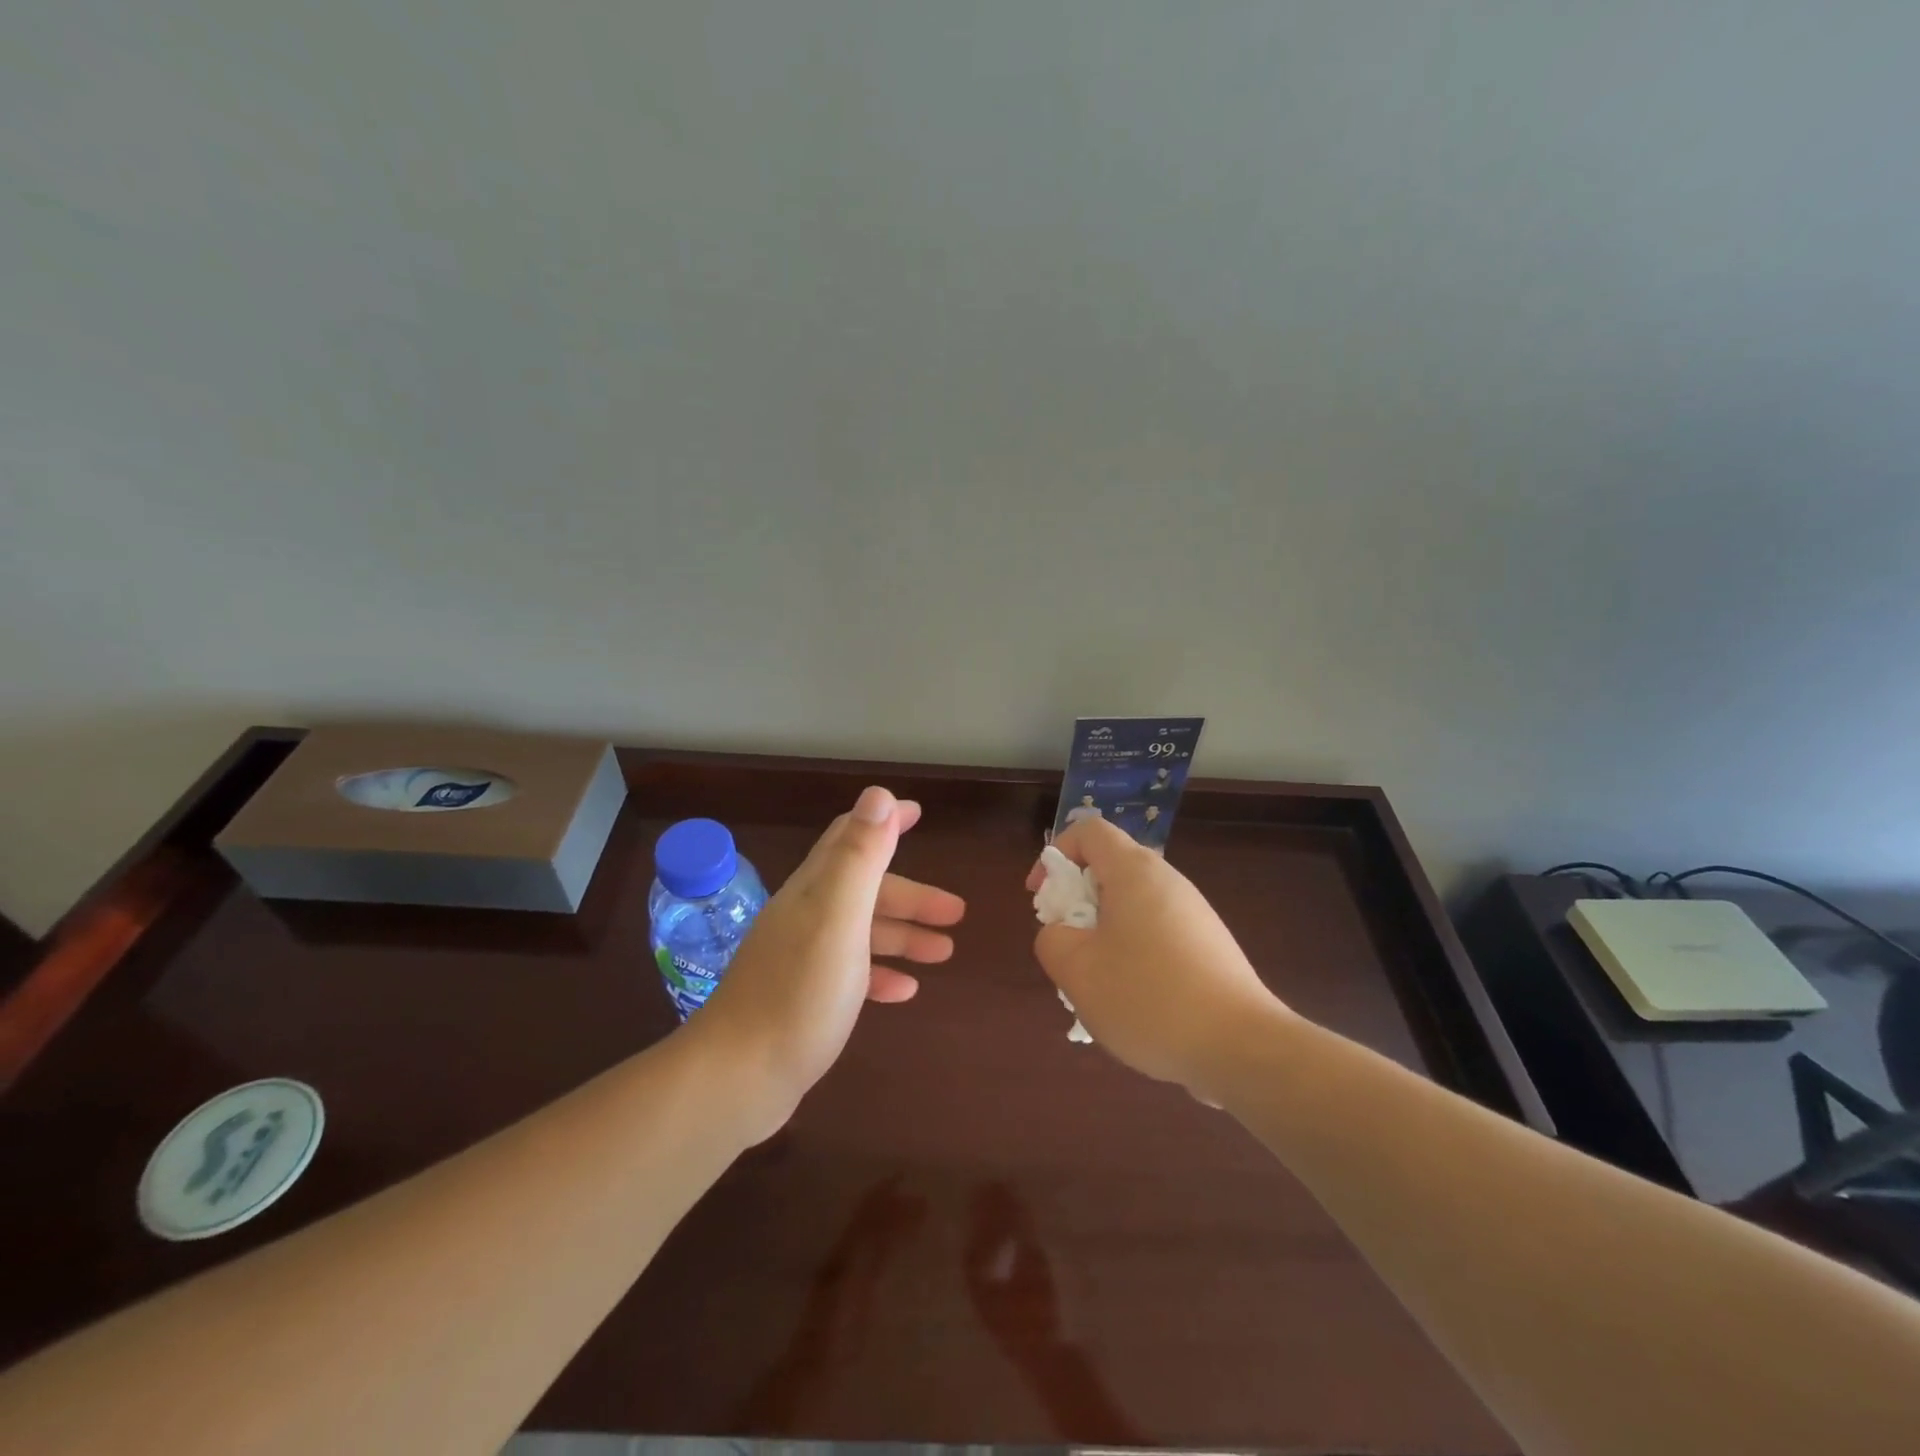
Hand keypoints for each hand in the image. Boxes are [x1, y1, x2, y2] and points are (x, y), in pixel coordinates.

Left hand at [692, 786, 965, 1131]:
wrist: (738, 1078)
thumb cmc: (799, 993)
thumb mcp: (838, 917)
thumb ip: (860, 856)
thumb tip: (878, 794)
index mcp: (814, 890)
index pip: (850, 837)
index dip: (884, 821)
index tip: (918, 813)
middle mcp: (805, 915)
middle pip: (864, 890)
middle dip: (911, 895)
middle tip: (955, 913)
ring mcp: (801, 958)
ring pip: (862, 932)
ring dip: (903, 935)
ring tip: (944, 952)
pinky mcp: (802, 998)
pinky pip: (851, 974)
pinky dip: (881, 973)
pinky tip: (905, 990)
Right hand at [1028, 817, 1285, 1100]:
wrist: (1241, 1047)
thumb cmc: (1149, 998)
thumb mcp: (1077, 971)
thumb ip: (1051, 940)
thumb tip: (1061, 933)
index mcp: (1135, 872)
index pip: (1089, 831)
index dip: (1055, 855)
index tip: (1041, 898)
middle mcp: (1168, 882)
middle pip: (1111, 869)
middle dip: (1076, 902)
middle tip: (1066, 944)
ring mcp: (1194, 914)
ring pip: (1132, 908)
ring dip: (1103, 934)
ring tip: (1097, 982)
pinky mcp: (1209, 947)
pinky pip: (1157, 935)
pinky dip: (1133, 955)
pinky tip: (1133, 1002)